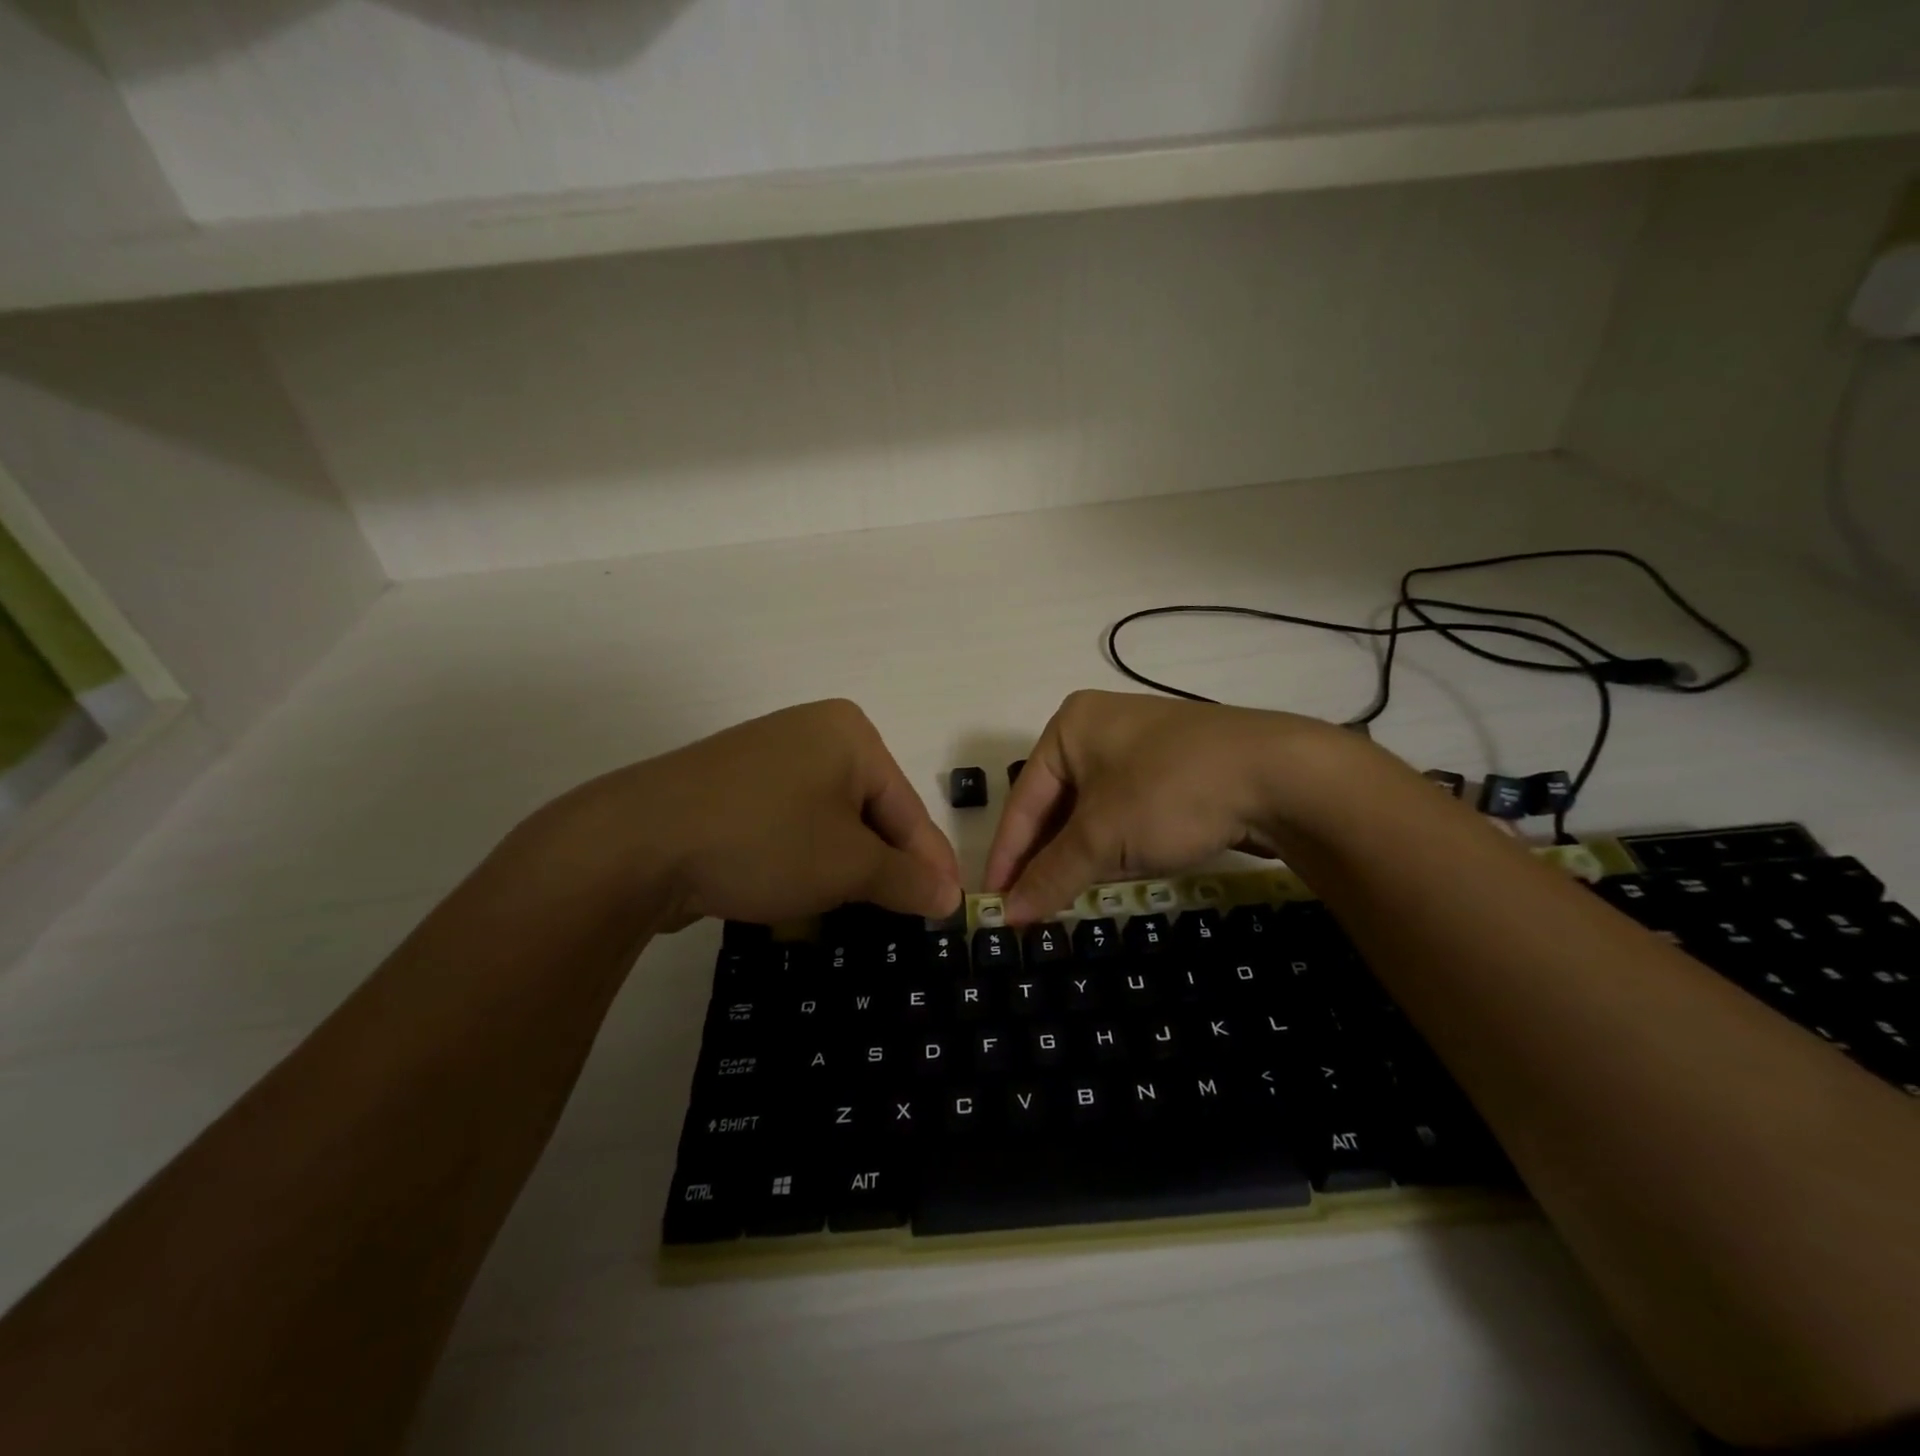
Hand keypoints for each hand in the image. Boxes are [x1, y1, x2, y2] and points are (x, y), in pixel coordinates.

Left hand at [541, 699, 960, 929]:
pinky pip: (790, 824)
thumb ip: (906, 879)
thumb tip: (950, 897)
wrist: (636, 844)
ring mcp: (767, 758)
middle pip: (870, 811)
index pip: (907, 807)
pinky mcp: (732, 788)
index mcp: (850, 734)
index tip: (952, 908)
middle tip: (908, 917)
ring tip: (860, 913)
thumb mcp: (847, 866)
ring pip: (829, 822)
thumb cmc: (764, 841)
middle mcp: (811, 733)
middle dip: (885, 866)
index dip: (932, 863)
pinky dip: (804, 859)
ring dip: (845, 868)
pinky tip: (804, 894)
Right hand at [983, 689, 1356, 921]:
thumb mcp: (1103, 837)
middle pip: (1055, 804)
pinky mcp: (1173, 772)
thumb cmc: (1171, 792)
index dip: (1007, 854)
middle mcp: (1100, 729)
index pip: (1023, 798)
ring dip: (1076, 856)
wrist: (1282, 777)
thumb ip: (1051, 875)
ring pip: (1091, 812)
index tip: (992, 902)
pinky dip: (1112, 846)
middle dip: (1042, 857)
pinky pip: (1124, 813)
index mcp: (1070, 726)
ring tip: (1058, 899)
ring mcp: (1141, 749)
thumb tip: (1009, 914)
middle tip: (1026, 907)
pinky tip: (1104, 877)